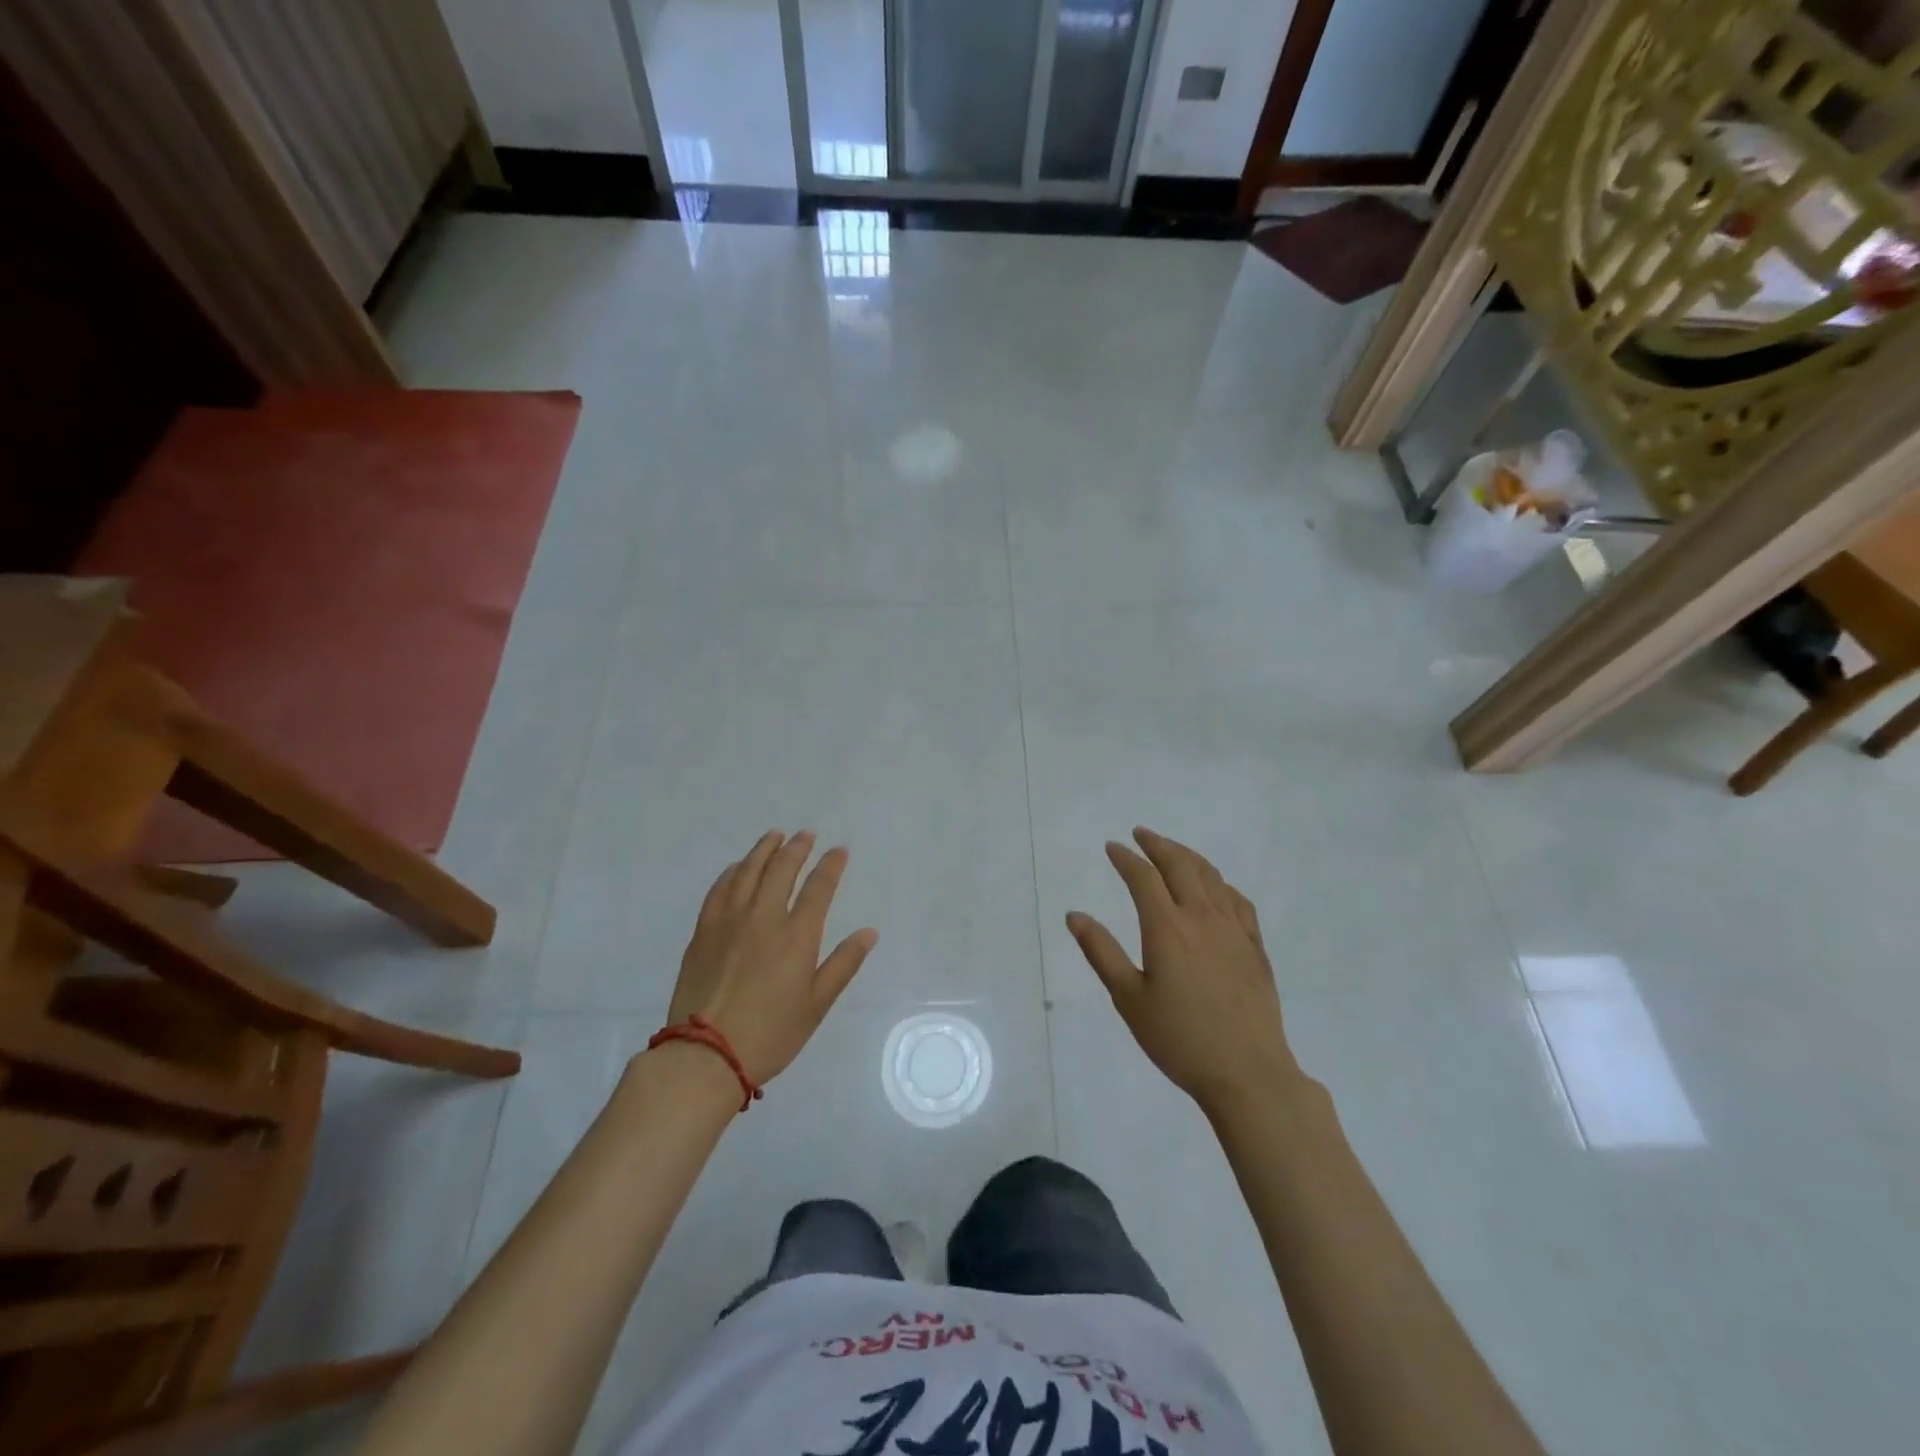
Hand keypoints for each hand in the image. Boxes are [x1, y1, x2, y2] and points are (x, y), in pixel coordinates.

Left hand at [667, 831, 877, 1085]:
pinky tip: (738, 867)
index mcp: (796, 936)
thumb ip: (843, 964)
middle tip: (805, 835)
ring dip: (764, 850)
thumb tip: (869, 932)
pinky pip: (720, 888)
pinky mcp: (703, 931)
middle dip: (797, 848)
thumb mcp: (817, 1005)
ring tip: (774, 836)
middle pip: (782, 869)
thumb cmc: (770, 1034)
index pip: (819, 887)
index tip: (839, 850)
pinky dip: (733, 871)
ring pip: (748, 871)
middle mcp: (764, 917)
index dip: (831, 865)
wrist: (705, 1055)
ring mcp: (729, 921)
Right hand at [1067, 828, 1300, 1117]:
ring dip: (1189, 857)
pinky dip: (1221, 883)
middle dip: (1158, 845)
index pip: (1143, 878)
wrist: (1248, 1073)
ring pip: (1212, 877)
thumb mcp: (1129, 999)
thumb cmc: (1179, 1039)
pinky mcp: (1255, 947)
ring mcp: (1234, 931)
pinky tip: (1216, 888)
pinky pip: (1238, 901)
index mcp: (1167, 928)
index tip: (1113, 847)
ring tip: (1173, 850)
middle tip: (1141, 835)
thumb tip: (1074, 915)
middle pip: (1180, 866)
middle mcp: (1202, 918)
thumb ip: (1101, 952)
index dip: (1126, 859)